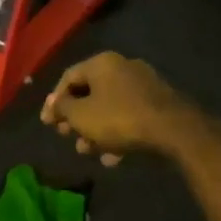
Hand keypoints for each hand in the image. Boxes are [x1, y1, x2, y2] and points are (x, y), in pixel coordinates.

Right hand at [40, 53, 202, 163]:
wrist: (173, 130)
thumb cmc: (119, 118)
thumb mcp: (81, 116)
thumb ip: (62, 108)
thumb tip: (52, 103)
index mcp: (102, 63)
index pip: (68, 77)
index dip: (54, 101)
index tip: (48, 123)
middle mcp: (122, 67)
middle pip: (90, 92)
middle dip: (76, 118)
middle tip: (67, 136)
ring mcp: (143, 85)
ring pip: (110, 107)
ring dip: (95, 130)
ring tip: (88, 151)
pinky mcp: (158, 104)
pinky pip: (129, 116)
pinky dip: (117, 133)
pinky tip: (113, 157)